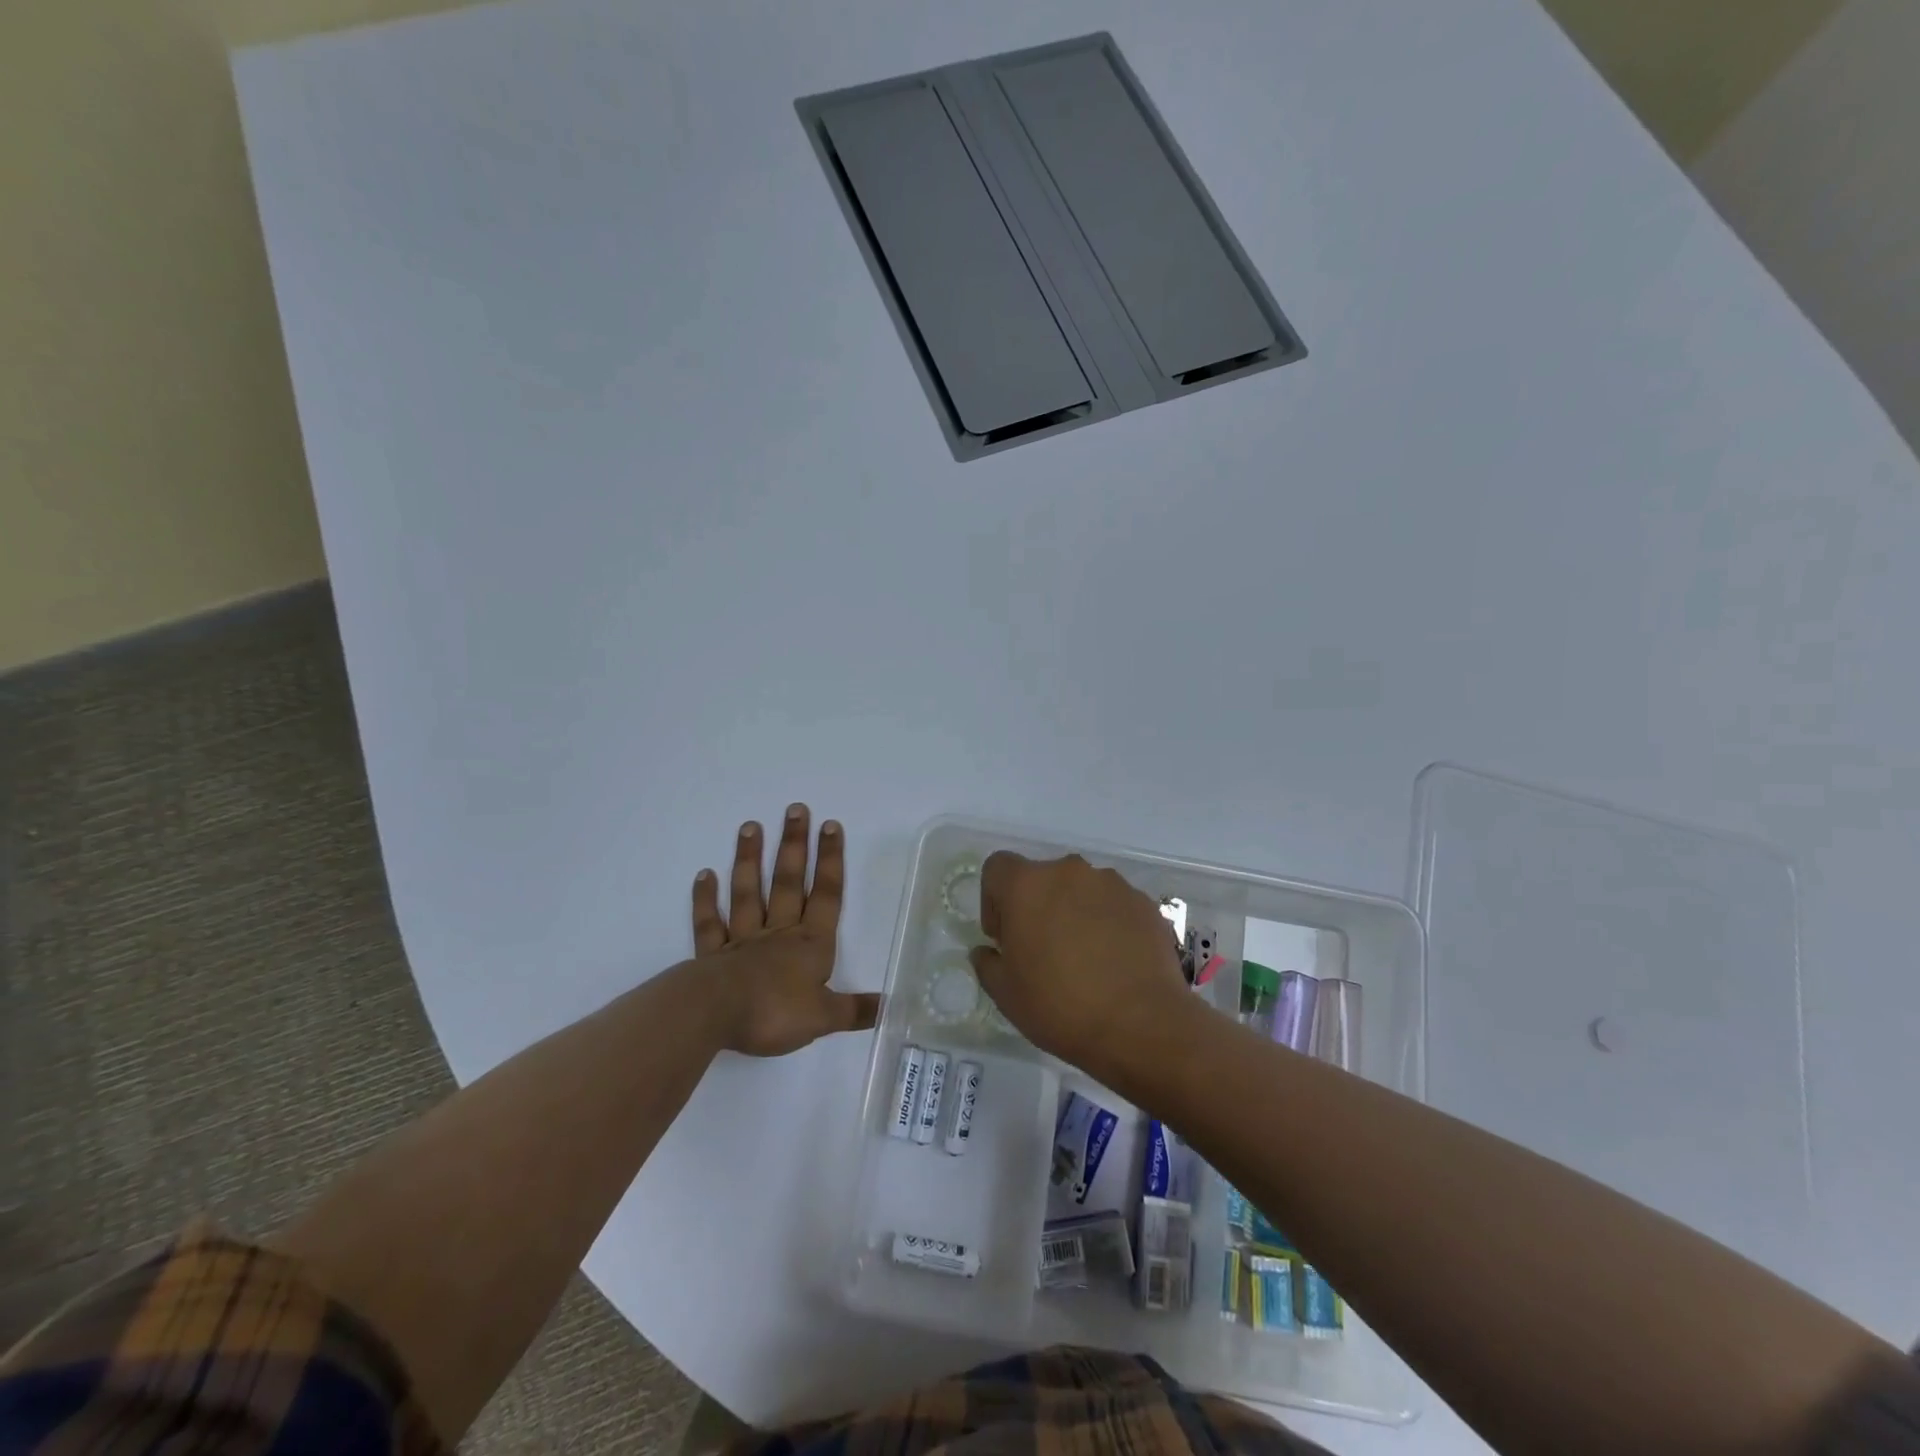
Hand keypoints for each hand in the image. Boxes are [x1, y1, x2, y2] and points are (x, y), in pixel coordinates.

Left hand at [691, 804, 878, 1056]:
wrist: (715, 1016)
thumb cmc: (775, 1012)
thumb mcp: (824, 1017)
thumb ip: (855, 1011)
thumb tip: (891, 1007)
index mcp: (810, 944)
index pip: (825, 895)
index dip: (830, 860)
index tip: (830, 826)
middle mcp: (779, 934)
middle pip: (788, 883)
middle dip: (794, 846)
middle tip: (795, 809)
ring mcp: (743, 940)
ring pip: (748, 893)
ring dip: (749, 860)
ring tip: (750, 826)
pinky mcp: (712, 955)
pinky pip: (710, 923)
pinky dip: (706, 899)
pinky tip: (704, 875)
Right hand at [969, 852, 1189, 1076]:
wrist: (1141, 1025)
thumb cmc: (1060, 1006)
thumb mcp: (1005, 994)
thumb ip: (988, 963)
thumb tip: (988, 951)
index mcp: (1028, 885)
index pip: (998, 868)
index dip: (994, 900)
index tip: (1005, 937)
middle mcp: (1069, 872)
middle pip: (1042, 878)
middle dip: (1037, 907)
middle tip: (1042, 952)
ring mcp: (1112, 884)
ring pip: (1081, 891)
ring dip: (1074, 913)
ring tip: (1084, 960)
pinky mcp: (1144, 903)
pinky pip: (1114, 906)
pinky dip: (1108, 925)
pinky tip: (1114, 964)